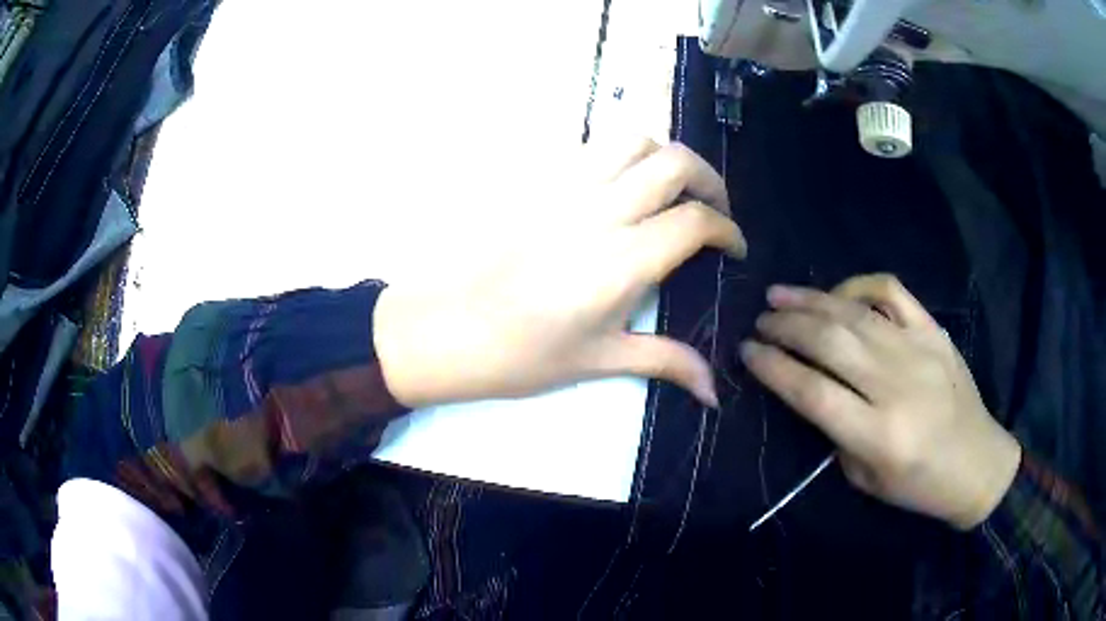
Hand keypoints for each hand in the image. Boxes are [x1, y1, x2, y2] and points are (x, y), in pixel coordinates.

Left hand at [374, 139, 745, 409]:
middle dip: (710, 179)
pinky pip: (592, 147)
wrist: (448, 330)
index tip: (734, 248)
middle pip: (675, 161)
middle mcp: (601, 211)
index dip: (728, 230)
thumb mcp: (601, 360)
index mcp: (624, 260)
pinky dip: (622, 155)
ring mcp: (566, 188)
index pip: (696, 220)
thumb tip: (714, 391)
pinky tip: (621, 188)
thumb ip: (666, 362)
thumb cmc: (523, 354)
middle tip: (714, 209)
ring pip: (632, 139)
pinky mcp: (539, 182)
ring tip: (671, 189)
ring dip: (665, 156)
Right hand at [740, 274, 1021, 529]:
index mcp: (879, 435)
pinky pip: (892, 292)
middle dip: (786, 327)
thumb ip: (837, 434)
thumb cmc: (919, 485)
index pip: (812, 393)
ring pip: (855, 313)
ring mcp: (918, 350)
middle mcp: (896, 386)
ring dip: (811, 301)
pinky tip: (839, 293)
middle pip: (830, 344)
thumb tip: (810, 389)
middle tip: (760, 321)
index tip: (747, 352)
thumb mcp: (867, 479)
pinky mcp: (933, 330)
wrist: (977, 462)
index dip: (774, 368)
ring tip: (779, 295)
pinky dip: (859, 285)